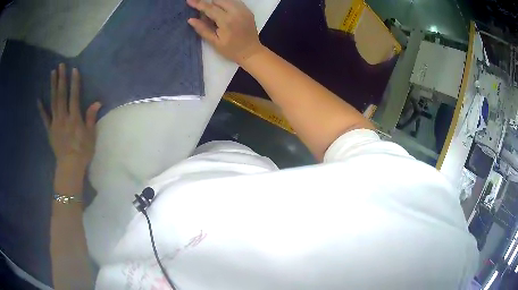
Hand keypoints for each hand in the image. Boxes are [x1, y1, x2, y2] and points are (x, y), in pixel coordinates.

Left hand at [38, 63, 101, 169]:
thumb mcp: (91, 136)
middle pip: (61, 95)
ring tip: (52, 73)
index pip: (74, 97)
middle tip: (60, 66)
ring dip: (53, 87)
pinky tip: (38, 100)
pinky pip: (45, 118)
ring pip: (53, 102)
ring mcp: (55, 123)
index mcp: (74, 119)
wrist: (70, 167)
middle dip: (61, 79)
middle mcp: (63, 118)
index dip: (74, 82)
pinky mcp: (50, 130)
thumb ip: (91, 118)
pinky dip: (41, 109)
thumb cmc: (83, 152)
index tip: (74, 69)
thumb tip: (97, 102)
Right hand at [187, 0, 263, 64]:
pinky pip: (235, 2)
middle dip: (209, 3)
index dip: (198, 4)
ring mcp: (244, 10)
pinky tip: (223, 12)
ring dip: (218, 3)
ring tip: (214, 14)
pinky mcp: (248, 10)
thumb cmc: (231, 50)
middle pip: (219, 0)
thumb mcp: (214, 42)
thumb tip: (190, 19)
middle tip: (205, 14)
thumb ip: (203, 29)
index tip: (189, 1)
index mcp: (227, 21)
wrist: (251, 52)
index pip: (209, 8)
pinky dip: (227, 4)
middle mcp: (236, 12)